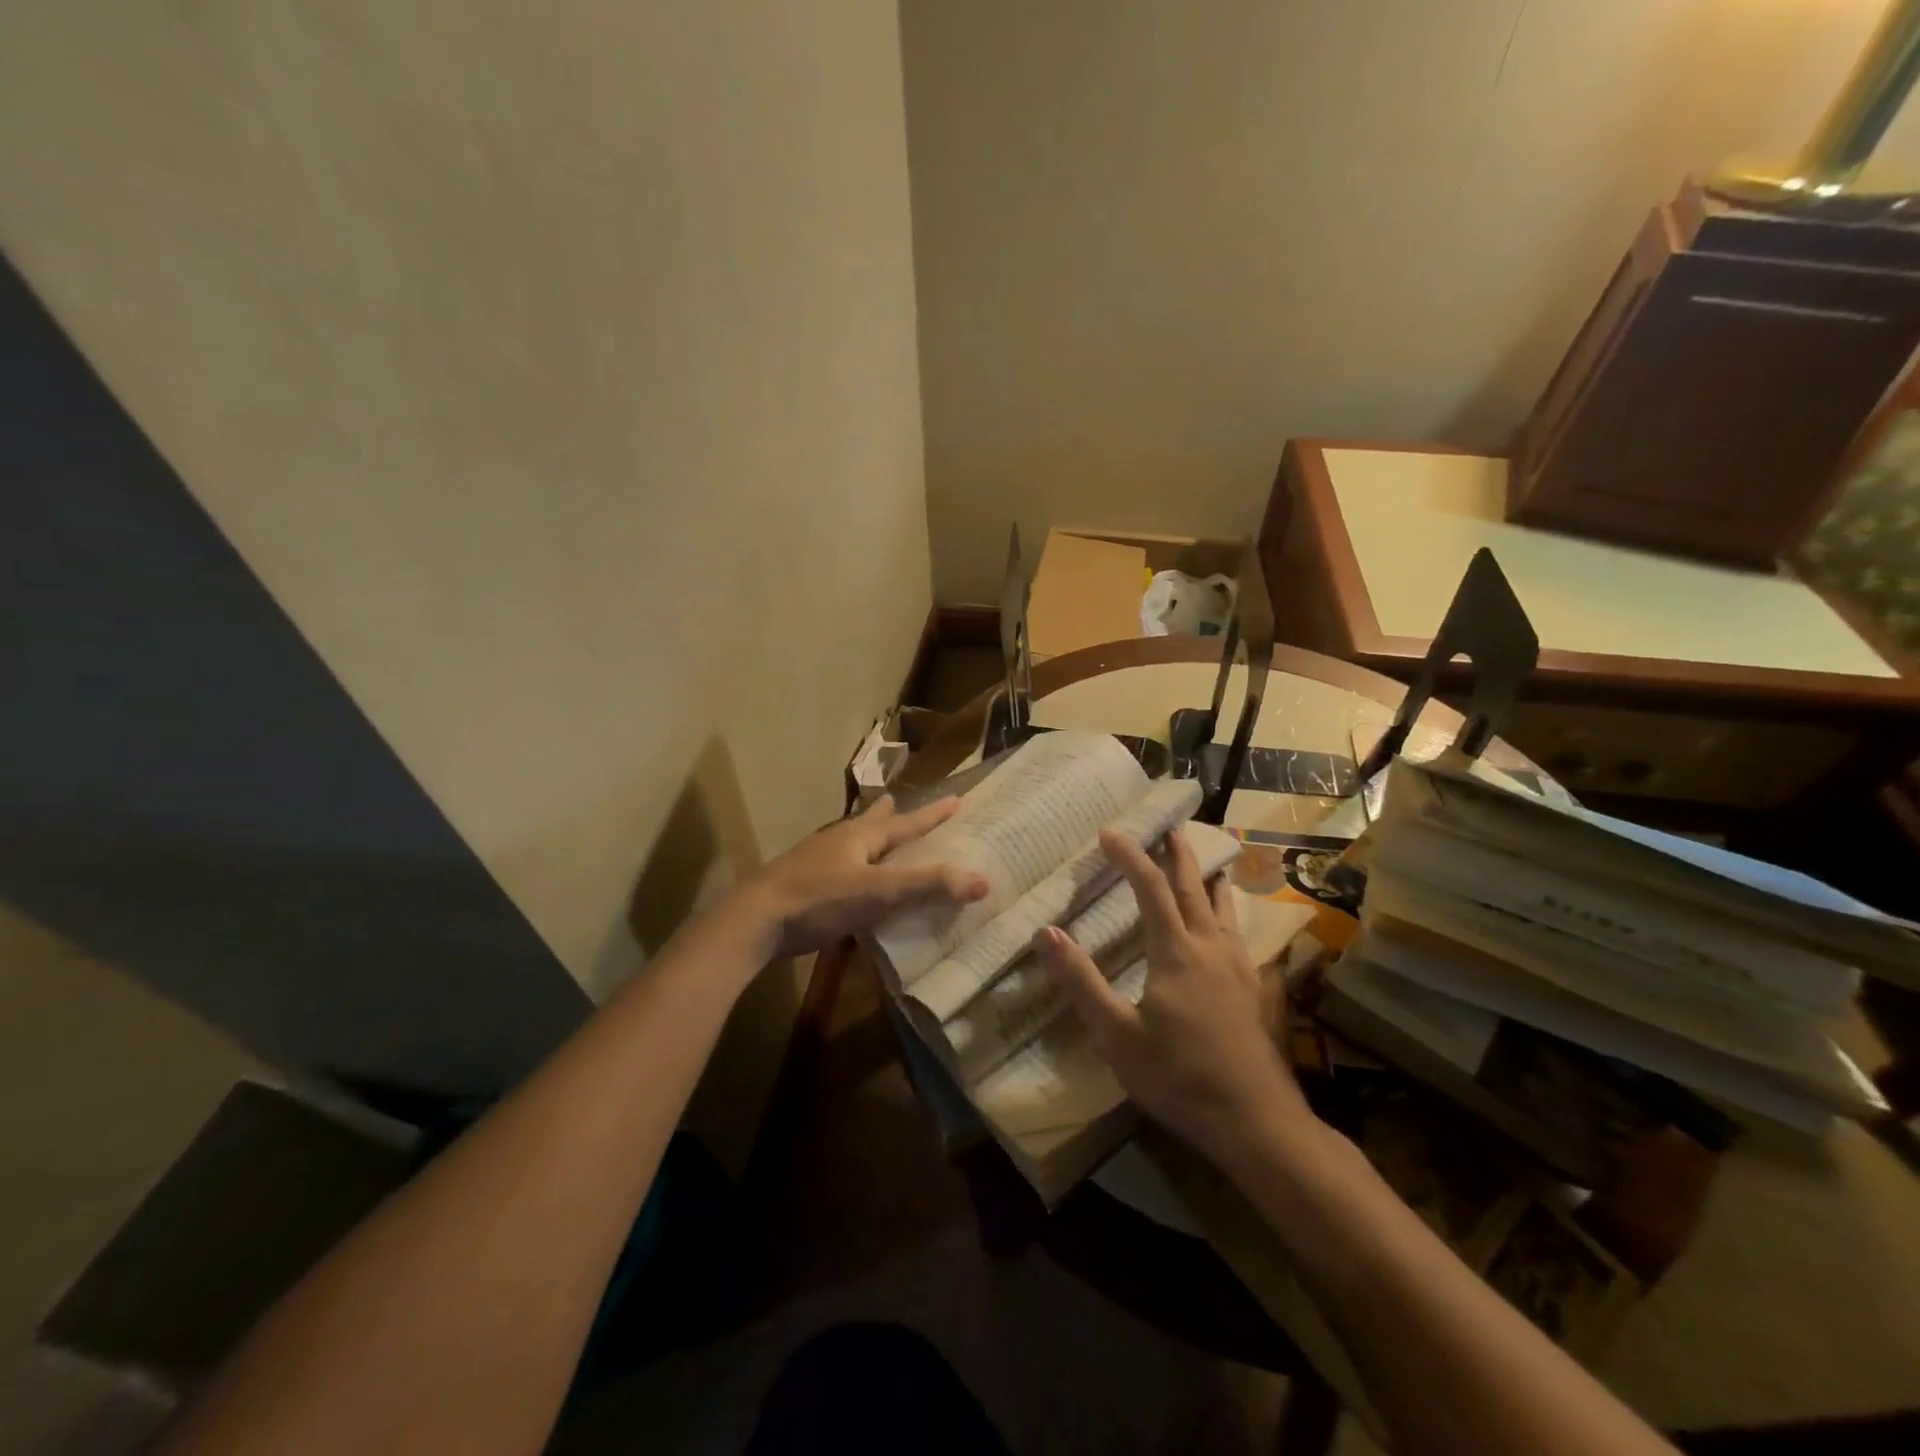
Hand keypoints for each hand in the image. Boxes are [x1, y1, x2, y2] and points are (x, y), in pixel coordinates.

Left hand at [747, 794, 989, 958]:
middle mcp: (839, 841)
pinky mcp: (803, 886)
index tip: (957, 800)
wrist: (756, 920)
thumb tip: (983, 880)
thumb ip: (928, 885)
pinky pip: (839, 869)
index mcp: (860, 836)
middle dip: (890, 815)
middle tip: (900, 800)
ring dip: (869, 838)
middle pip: (871, 823)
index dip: (933, 815)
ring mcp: (816, 862)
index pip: (906, 822)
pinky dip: (854, 868)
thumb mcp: (880, 892)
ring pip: (852, 844)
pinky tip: (851, 881)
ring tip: (877, 835)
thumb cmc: (820, 898)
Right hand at [1033, 828, 1308, 1166]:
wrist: (1256, 1121)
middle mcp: (1210, 946)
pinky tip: (1226, 924)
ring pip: (1222, 906)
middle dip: (1177, 853)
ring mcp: (1238, 966)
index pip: (1150, 888)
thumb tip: (1046, 932)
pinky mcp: (1253, 988)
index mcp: (1176, 951)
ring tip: (1204, 860)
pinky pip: (1237, 932)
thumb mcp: (1116, 1035)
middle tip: (1169, 825)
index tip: (1109, 832)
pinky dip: (1227, 911)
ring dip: (1207, 877)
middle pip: (1193, 886)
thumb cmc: (1179, 1076)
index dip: (1129, 856)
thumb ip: (1080, 981)